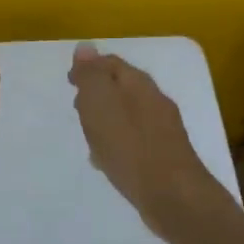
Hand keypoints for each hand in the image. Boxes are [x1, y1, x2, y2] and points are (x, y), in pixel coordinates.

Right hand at [68, 42, 233, 237]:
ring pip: (128, 114)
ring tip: (88, 134)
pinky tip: (107, 160)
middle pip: (122, 88)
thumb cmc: (130, 146)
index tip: (69, 81)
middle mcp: (154, 101)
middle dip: (98, 92)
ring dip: (108, 118)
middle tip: (77, 105)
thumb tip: (85, 46)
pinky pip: (134, 140)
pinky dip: (118, 141)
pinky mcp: (164, 157)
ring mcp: (163, 130)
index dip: (88, 68)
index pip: (111, 64)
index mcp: (139, 84)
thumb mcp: (101, 103)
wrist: (173, 196)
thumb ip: (91, 75)